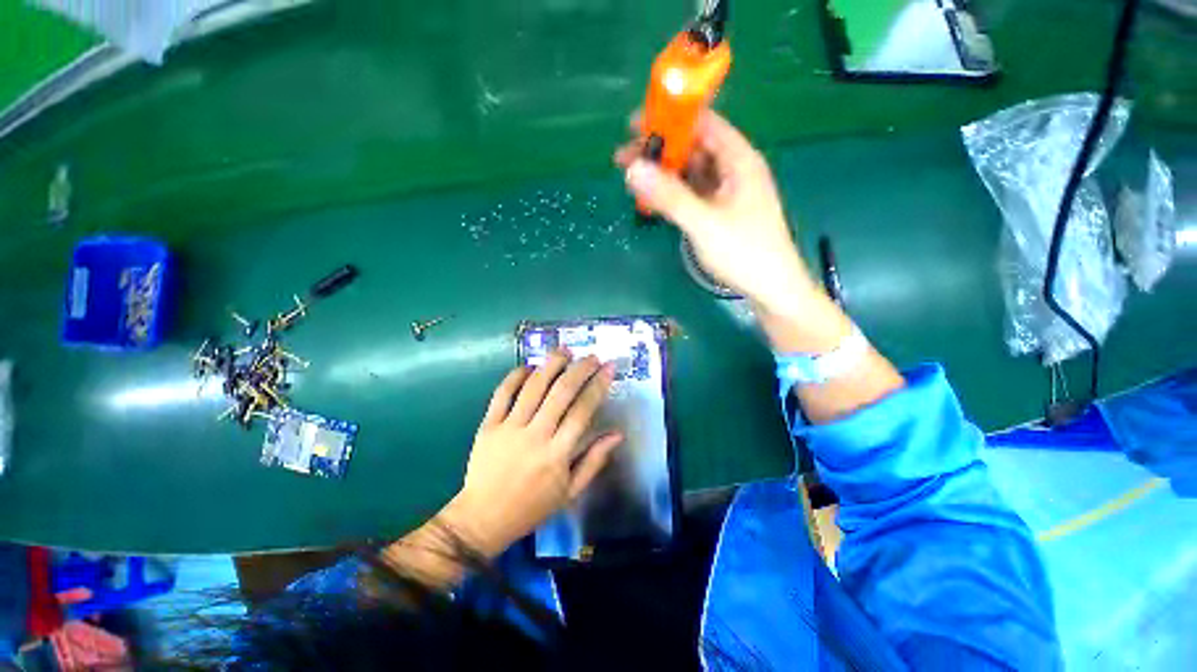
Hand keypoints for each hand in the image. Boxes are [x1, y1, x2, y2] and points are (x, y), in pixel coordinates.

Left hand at [446, 351, 621, 557]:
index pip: (582, 410)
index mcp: (557, 454)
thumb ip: (595, 461)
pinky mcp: (488, 425)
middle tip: (592, 357)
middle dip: (579, 369)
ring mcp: (509, 428)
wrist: (482, 519)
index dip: (598, 386)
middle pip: (561, 392)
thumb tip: (618, 434)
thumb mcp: (570, 492)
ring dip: (551, 365)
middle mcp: (535, 435)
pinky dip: (516, 376)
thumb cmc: (532, 507)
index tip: (608, 368)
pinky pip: (502, 394)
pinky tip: (529, 366)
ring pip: (533, 387)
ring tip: (565, 351)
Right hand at [616, 110, 818, 317]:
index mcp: (739, 160)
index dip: (670, 118)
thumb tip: (632, 168)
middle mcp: (734, 169)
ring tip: (633, 177)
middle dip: (660, 149)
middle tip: (625, 157)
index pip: (703, 123)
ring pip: (691, 172)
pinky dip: (673, 193)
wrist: (771, 288)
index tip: (635, 124)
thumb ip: (669, 196)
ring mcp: (727, 192)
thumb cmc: (744, 252)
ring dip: (664, 173)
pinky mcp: (721, 212)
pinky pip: (693, 193)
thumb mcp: (703, 223)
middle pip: (694, 147)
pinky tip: (654, 198)